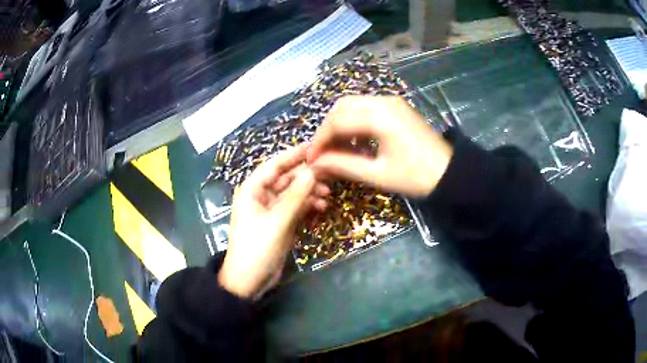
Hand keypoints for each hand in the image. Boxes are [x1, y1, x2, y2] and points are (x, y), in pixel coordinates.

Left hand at [219, 145, 328, 298]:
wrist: (249, 280)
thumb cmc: (257, 247)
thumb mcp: (277, 221)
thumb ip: (295, 196)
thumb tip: (312, 171)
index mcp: (252, 189)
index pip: (275, 164)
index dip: (294, 154)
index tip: (316, 147)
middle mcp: (261, 195)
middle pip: (286, 178)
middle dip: (306, 176)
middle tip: (330, 174)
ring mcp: (271, 210)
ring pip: (293, 193)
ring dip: (310, 193)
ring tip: (328, 195)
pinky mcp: (280, 222)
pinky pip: (296, 208)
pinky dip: (307, 207)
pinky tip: (321, 209)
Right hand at [307, 95, 452, 197]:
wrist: (450, 174)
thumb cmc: (416, 177)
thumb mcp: (377, 174)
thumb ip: (343, 165)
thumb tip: (316, 163)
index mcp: (380, 116)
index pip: (337, 121)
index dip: (320, 140)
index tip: (311, 159)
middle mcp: (384, 101)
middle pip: (342, 107)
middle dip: (327, 129)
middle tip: (322, 152)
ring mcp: (392, 102)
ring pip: (353, 105)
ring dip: (339, 124)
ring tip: (336, 149)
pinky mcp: (396, 107)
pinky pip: (366, 108)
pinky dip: (354, 122)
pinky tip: (355, 141)